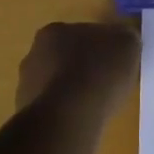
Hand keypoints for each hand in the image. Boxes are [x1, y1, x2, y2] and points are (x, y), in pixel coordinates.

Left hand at [15, 21, 140, 134]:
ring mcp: (26, 87)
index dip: (102, 47)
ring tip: (97, 106)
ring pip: (57, 85)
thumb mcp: (128, 44)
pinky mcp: (28, 116)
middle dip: (84, 69)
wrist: (69, 119)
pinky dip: (68, 114)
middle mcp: (33, 55)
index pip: (82, 35)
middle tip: (108, 83)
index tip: (116, 62)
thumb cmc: (99, 73)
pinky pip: (54, 110)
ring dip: (74, 93)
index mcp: (54, 31)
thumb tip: (123, 41)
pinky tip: (84, 121)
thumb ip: (125, 38)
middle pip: (66, 59)